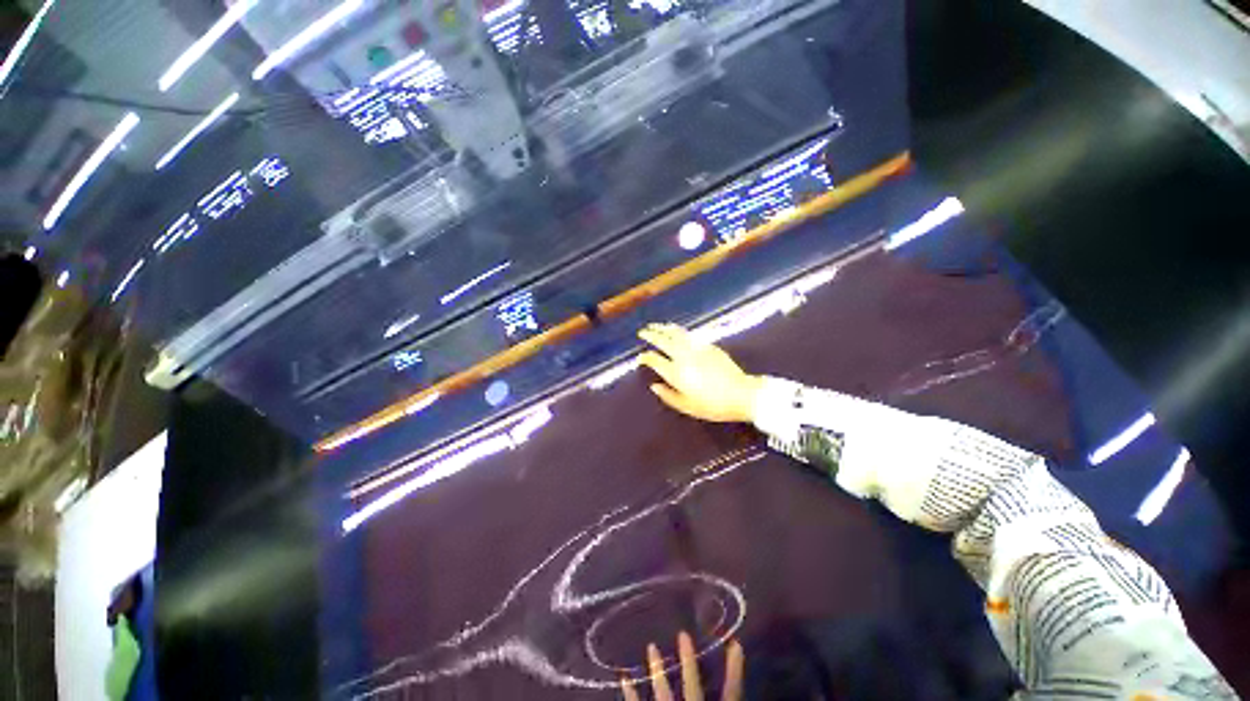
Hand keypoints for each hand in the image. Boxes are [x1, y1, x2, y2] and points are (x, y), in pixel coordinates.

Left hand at [620, 632, 743, 700]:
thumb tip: (737, 659)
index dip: (735, 670)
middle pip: (693, 689)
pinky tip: (624, 679)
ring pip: (663, 696)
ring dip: (658, 672)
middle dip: (688, 663)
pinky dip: (631, 695)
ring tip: (652, 647)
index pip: (732, 694)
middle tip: (683, 634)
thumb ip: (731, 693)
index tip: (736, 642)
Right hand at [638, 324, 762, 422]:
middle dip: (651, 335)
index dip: (645, 357)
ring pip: (676, 333)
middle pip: (663, 341)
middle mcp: (684, 357)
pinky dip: (679, 331)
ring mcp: (697, 349)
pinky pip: (689, 335)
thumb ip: (668, 396)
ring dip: (664, 328)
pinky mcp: (709, 346)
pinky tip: (677, 331)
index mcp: (676, 373)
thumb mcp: (687, 407)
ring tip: (657, 326)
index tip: (640, 357)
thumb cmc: (713, 405)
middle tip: (643, 332)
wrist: (741, 394)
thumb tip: (654, 386)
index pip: (655, 360)